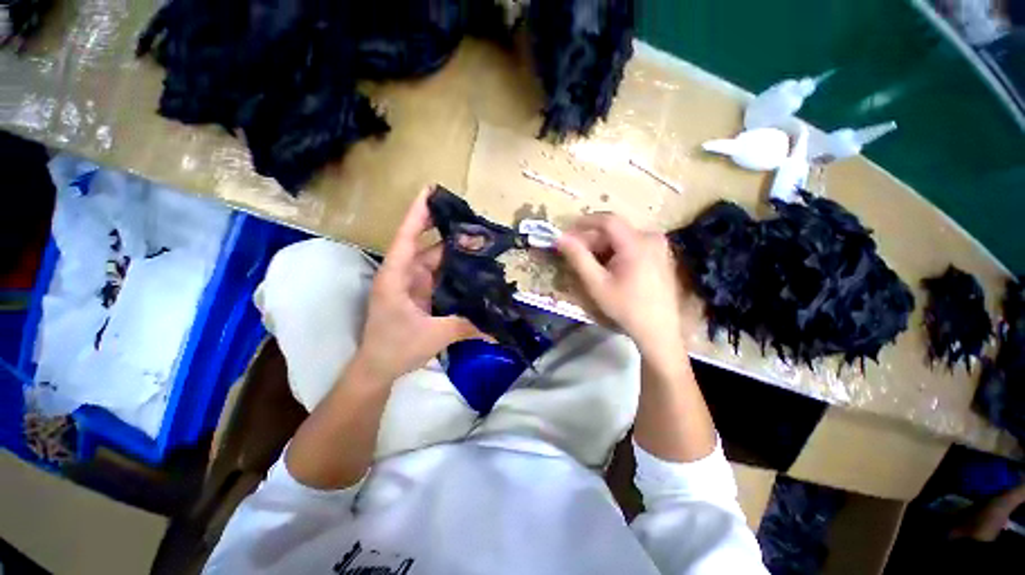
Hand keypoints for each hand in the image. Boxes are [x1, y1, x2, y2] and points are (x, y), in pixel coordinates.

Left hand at [354, 187, 478, 381]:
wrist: (378, 369)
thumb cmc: (395, 348)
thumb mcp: (432, 335)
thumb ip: (465, 327)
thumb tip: (497, 328)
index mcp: (397, 277)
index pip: (407, 237)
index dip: (418, 213)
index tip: (431, 191)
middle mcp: (404, 275)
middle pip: (427, 246)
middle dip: (450, 234)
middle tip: (477, 224)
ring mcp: (414, 285)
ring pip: (436, 261)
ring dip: (456, 253)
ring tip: (482, 245)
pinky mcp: (423, 295)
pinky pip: (440, 276)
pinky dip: (455, 271)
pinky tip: (473, 268)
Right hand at [557, 213, 685, 351]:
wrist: (658, 331)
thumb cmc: (625, 307)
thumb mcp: (596, 284)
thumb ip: (578, 258)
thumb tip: (560, 238)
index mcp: (636, 242)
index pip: (607, 220)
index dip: (584, 223)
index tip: (567, 232)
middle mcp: (651, 237)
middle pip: (614, 230)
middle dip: (592, 240)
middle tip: (575, 255)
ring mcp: (658, 246)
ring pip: (622, 238)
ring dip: (603, 248)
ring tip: (590, 265)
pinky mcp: (660, 255)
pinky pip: (632, 246)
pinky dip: (616, 253)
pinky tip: (609, 269)